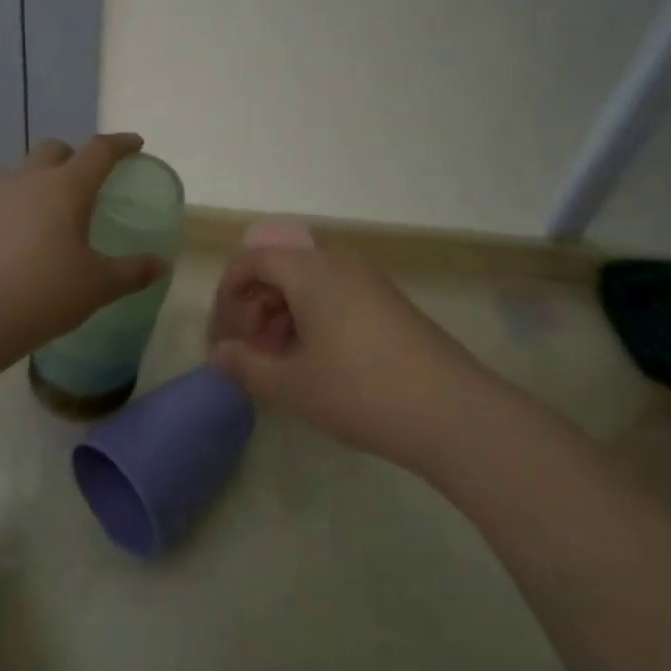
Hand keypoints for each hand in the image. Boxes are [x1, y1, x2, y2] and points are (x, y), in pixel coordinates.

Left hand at [0, 134, 167, 369]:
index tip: (135, 144)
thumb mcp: (98, 286)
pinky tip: (29, 236)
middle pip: (56, 149)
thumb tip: (161, 265)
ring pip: (27, 170)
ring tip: (59, 210)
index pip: (99, 150)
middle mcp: (31, 181)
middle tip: (92, 180)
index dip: (121, 144)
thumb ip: (133, 272)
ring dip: (47, 178)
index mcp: (67, 187)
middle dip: (77, 155)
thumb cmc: (44, 294)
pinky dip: (25, 203)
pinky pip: (7, 196)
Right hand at [208, 245, 482, 467]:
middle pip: (280, 268)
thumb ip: (247, 366)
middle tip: (247, 353)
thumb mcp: (293, 385)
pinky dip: (311, 318)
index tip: (221, 335)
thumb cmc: (360, 391)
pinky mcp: (387, 301)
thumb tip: (219, 355)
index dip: (227, 293)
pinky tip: (314, 362)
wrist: (451, 411)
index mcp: (309, 270)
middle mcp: (337, 262)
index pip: (253, 258)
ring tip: (277, 362)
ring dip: (281, 315)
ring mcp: (367, 279)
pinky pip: (334, 294)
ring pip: (307, 283)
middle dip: (254, 306)